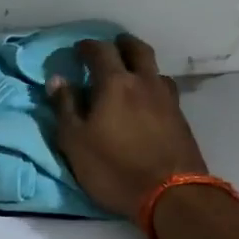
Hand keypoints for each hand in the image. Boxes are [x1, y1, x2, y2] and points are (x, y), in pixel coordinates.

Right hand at [48, 36, 209, 215]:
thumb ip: (66, 107)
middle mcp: (144, 83)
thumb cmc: (114, 168)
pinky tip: (149, 100)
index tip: (79, 50)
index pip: (100, 51)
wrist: (171, 194)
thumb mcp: (75, 142)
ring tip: (132, 75)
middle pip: (136, 50)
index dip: (87, 47)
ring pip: (155, 69)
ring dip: (142, 65)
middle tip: (111, 47)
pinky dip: (153, 86)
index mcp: (115, 83)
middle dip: (121, 44)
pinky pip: (165, 90)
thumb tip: (57, 79)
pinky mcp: (181, 118)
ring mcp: (167, 99)